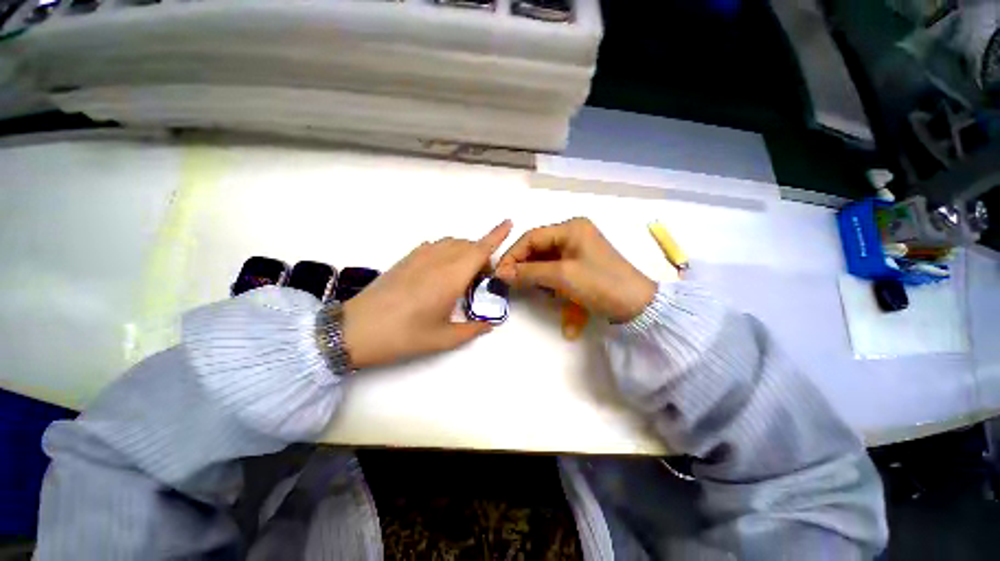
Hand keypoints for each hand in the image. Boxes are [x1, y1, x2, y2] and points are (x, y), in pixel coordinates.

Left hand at [342, 220, 511, 368]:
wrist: (357, 329)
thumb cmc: (405, 335)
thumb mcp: (445, 338)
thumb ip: (473, 329)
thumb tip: (490, 324)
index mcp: (452, 276)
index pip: (481, 249)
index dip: (497, 235)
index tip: (509, 223)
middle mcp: (439, 259)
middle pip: (469, 245)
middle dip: (482, 256)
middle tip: (481, 282)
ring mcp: (420, 255)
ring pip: (452, 243)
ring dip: (464, 252)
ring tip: (462, 277)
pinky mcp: (407, 258)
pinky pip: (436, 246)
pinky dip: (447, 252)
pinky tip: (441, 271)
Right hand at [495, 218, 656, 322]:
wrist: (637, 306)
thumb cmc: (599, 284)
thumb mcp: (561, 276)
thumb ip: (528, 272)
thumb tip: (500, 273)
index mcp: (570, 228)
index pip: (531, 237)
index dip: (513, 254)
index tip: (499, 273)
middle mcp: (573, 234)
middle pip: (538, 248)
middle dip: (523, 267)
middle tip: (509, 283)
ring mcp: (577, 250)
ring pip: (545, 261)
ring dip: (536, 276)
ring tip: (529, 289)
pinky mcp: (580, 265)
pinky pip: (557, 271)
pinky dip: (550, 283)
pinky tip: (550, 294)